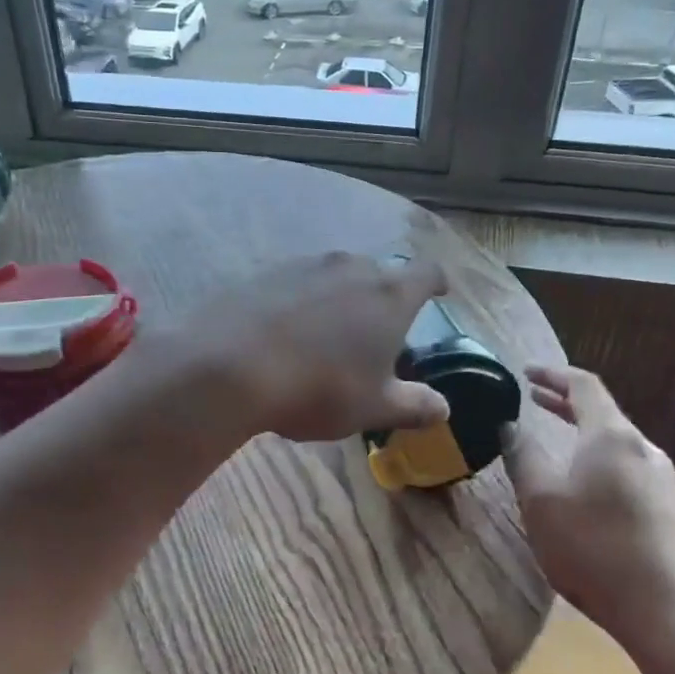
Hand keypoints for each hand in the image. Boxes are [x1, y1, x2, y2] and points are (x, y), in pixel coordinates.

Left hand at [177, 251, 451, 443]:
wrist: (231, 366)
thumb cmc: (319, 387)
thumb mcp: (373, 407)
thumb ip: (413, 405)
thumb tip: (443, 408)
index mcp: (390, 294)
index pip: (426, 273)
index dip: (436, 283)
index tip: (439, 293)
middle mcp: (351, 267)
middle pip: (379, 273)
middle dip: (384, 297)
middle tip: (378, 331)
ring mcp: (305, 265)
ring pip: (336, 275)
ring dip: (341, 297)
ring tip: (330, 334)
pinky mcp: (265, 273)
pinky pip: (298, 283)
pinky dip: (303, 301)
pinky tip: (288, 332)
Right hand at [502, 365, 674, 656]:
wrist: (669, 613)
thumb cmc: (594, 549)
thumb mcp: (541, 501)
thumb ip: (523, 457)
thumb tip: (510, 426)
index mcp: (612, 436)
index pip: (584, 385)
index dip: (553, 374)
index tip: (525, 373)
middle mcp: (643, 448)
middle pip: (603, 411)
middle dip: (565, 401)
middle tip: (533, 399)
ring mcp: (663, 478)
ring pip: (616, 440)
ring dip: (582, 430)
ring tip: (554, 437)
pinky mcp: (670, 507)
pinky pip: (627, 465)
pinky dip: (598, 456)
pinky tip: (584, 481)